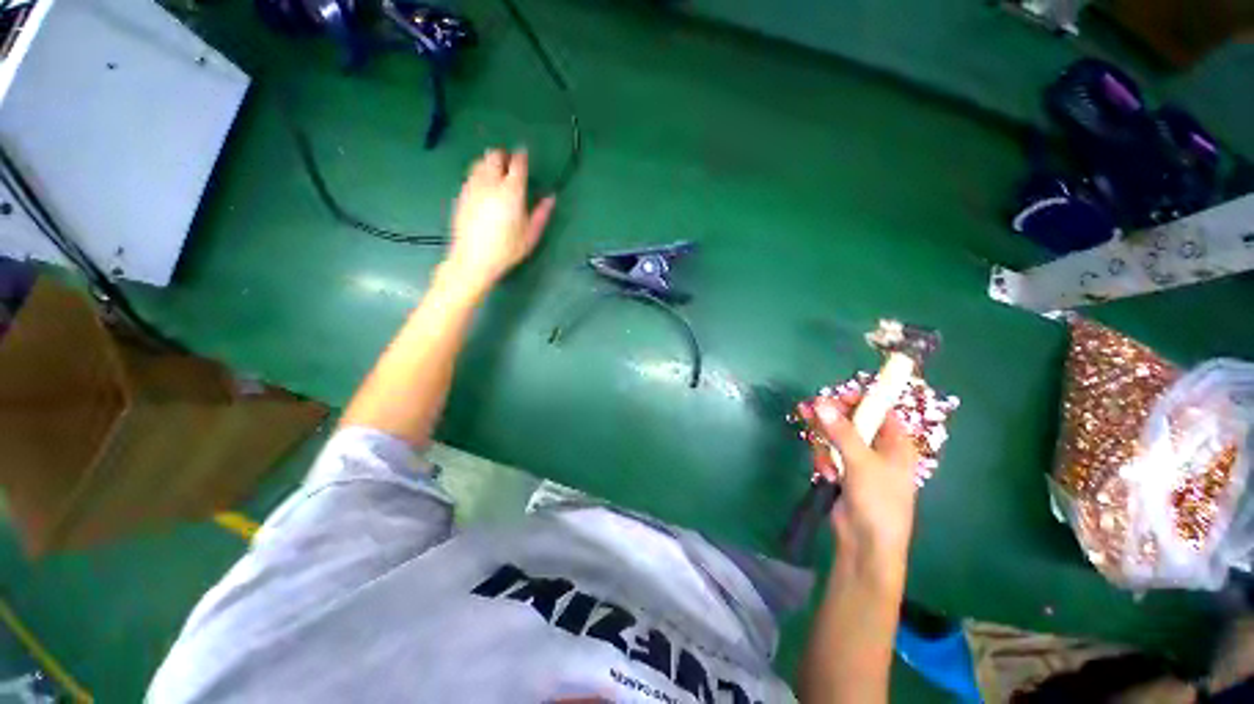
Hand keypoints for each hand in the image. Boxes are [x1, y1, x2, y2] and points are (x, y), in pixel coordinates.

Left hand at [445, 149, 555, 290]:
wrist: (473, 259)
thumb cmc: (507, 249)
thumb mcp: (531, 235)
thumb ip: (542, 214)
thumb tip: (551, 198)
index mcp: (511, 191)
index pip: (517, 164)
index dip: (522, 156)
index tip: (524, 154)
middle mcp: (490, 183)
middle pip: (494, 156)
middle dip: (503, 156)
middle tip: (510, 164)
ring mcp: (473, 187)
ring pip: (480, 163)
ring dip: (490, 162)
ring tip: (497, 173)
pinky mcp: (461, 195)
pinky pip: (471, 175)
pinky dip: (479, 173)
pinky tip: (484, 186)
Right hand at [796, 392, 919, 566]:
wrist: (866, 544)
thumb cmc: (877, 501)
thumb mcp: (861, 463)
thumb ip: (841, 431)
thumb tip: (820, 402)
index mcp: (895, 443)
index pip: (878, 409)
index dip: (856, 400)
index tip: (831, 398)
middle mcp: (878, 448)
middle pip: (850, 421)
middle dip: (829, 420)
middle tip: (806, 411)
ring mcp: (859, 461)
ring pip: (834, 437)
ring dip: (824, 446)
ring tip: (825, 464)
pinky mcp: (843, 472)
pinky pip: (828, 454)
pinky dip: (824, 461)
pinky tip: (826, 476)